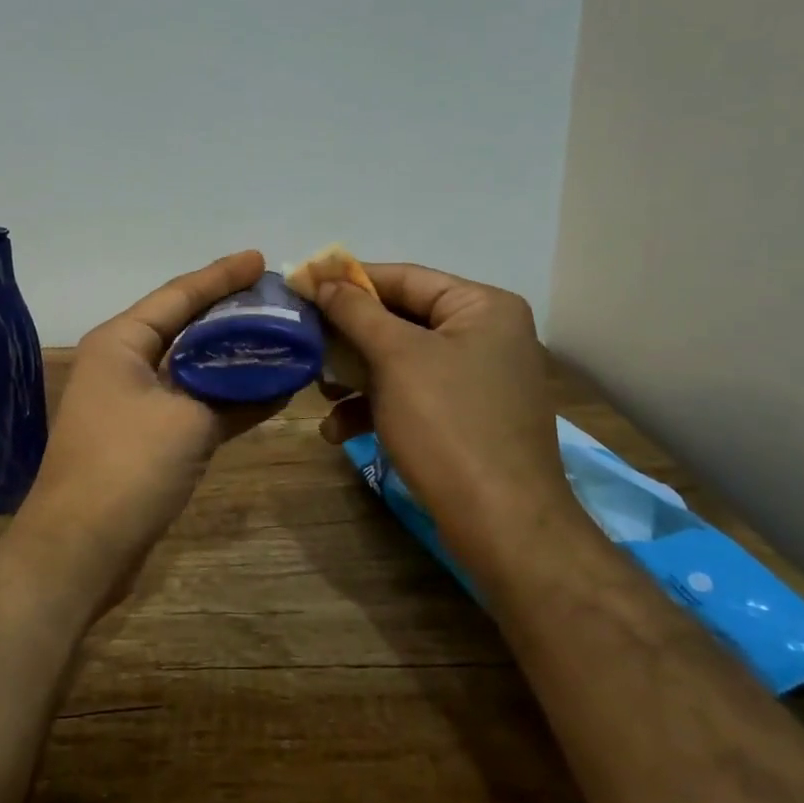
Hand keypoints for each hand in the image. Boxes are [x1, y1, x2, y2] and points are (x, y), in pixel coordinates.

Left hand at [11, 250, 277, 608]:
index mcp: (121, 342)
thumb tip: (280, 376)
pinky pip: (191, 401)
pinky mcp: (145, 436)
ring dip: (232, 356)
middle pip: (185, 326)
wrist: (79, 549)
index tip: (261, 258)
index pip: (178, 295)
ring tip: (280, 336)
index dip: (221, 276)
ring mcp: (132, 401)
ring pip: (191, 365)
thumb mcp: (188, 420)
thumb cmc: (127, 467)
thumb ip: (235, 392)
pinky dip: (225, 396)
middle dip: (230, 312)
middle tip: (277, 298)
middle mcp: (122, 363)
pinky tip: (267, 390)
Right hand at [314, 264, 570, 558]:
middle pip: (401, 319)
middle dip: (349, 337)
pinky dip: (376, 407)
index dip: (348, 281)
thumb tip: (321, 278)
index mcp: (482, 307)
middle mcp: (485, 335)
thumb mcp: (396, 358)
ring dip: (355, 376)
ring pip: (401, 361)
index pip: (404, 277)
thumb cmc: (448, 424)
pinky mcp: (466, 418)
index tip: (301, 285)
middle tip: (305, 340)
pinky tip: (338, 430)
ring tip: (319, 391)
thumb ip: (355, 311)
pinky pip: (413, 396)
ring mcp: (477, 380)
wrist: (502, 525)